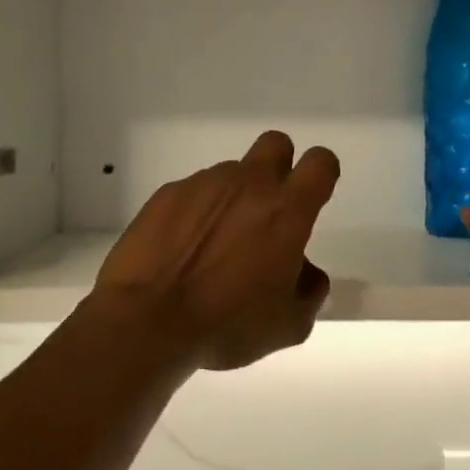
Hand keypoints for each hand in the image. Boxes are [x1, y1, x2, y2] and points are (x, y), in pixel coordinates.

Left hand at [92, 131, 340, 371]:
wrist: (148, 321)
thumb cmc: (227, 325)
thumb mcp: (289, 325)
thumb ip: (309, 290)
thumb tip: (304, 271)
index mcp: (286, 211)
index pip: (320, 163)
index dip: (321, 175)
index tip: (312, 198)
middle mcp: (247, 185)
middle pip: (276, 144)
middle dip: (279, 166)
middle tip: (267, 210)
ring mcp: (202, 184)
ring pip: (230, 174)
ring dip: (232, 199)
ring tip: (213, 247)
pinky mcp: (166, 194)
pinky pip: (192, 193)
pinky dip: (195, 213)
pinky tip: (180, 250)